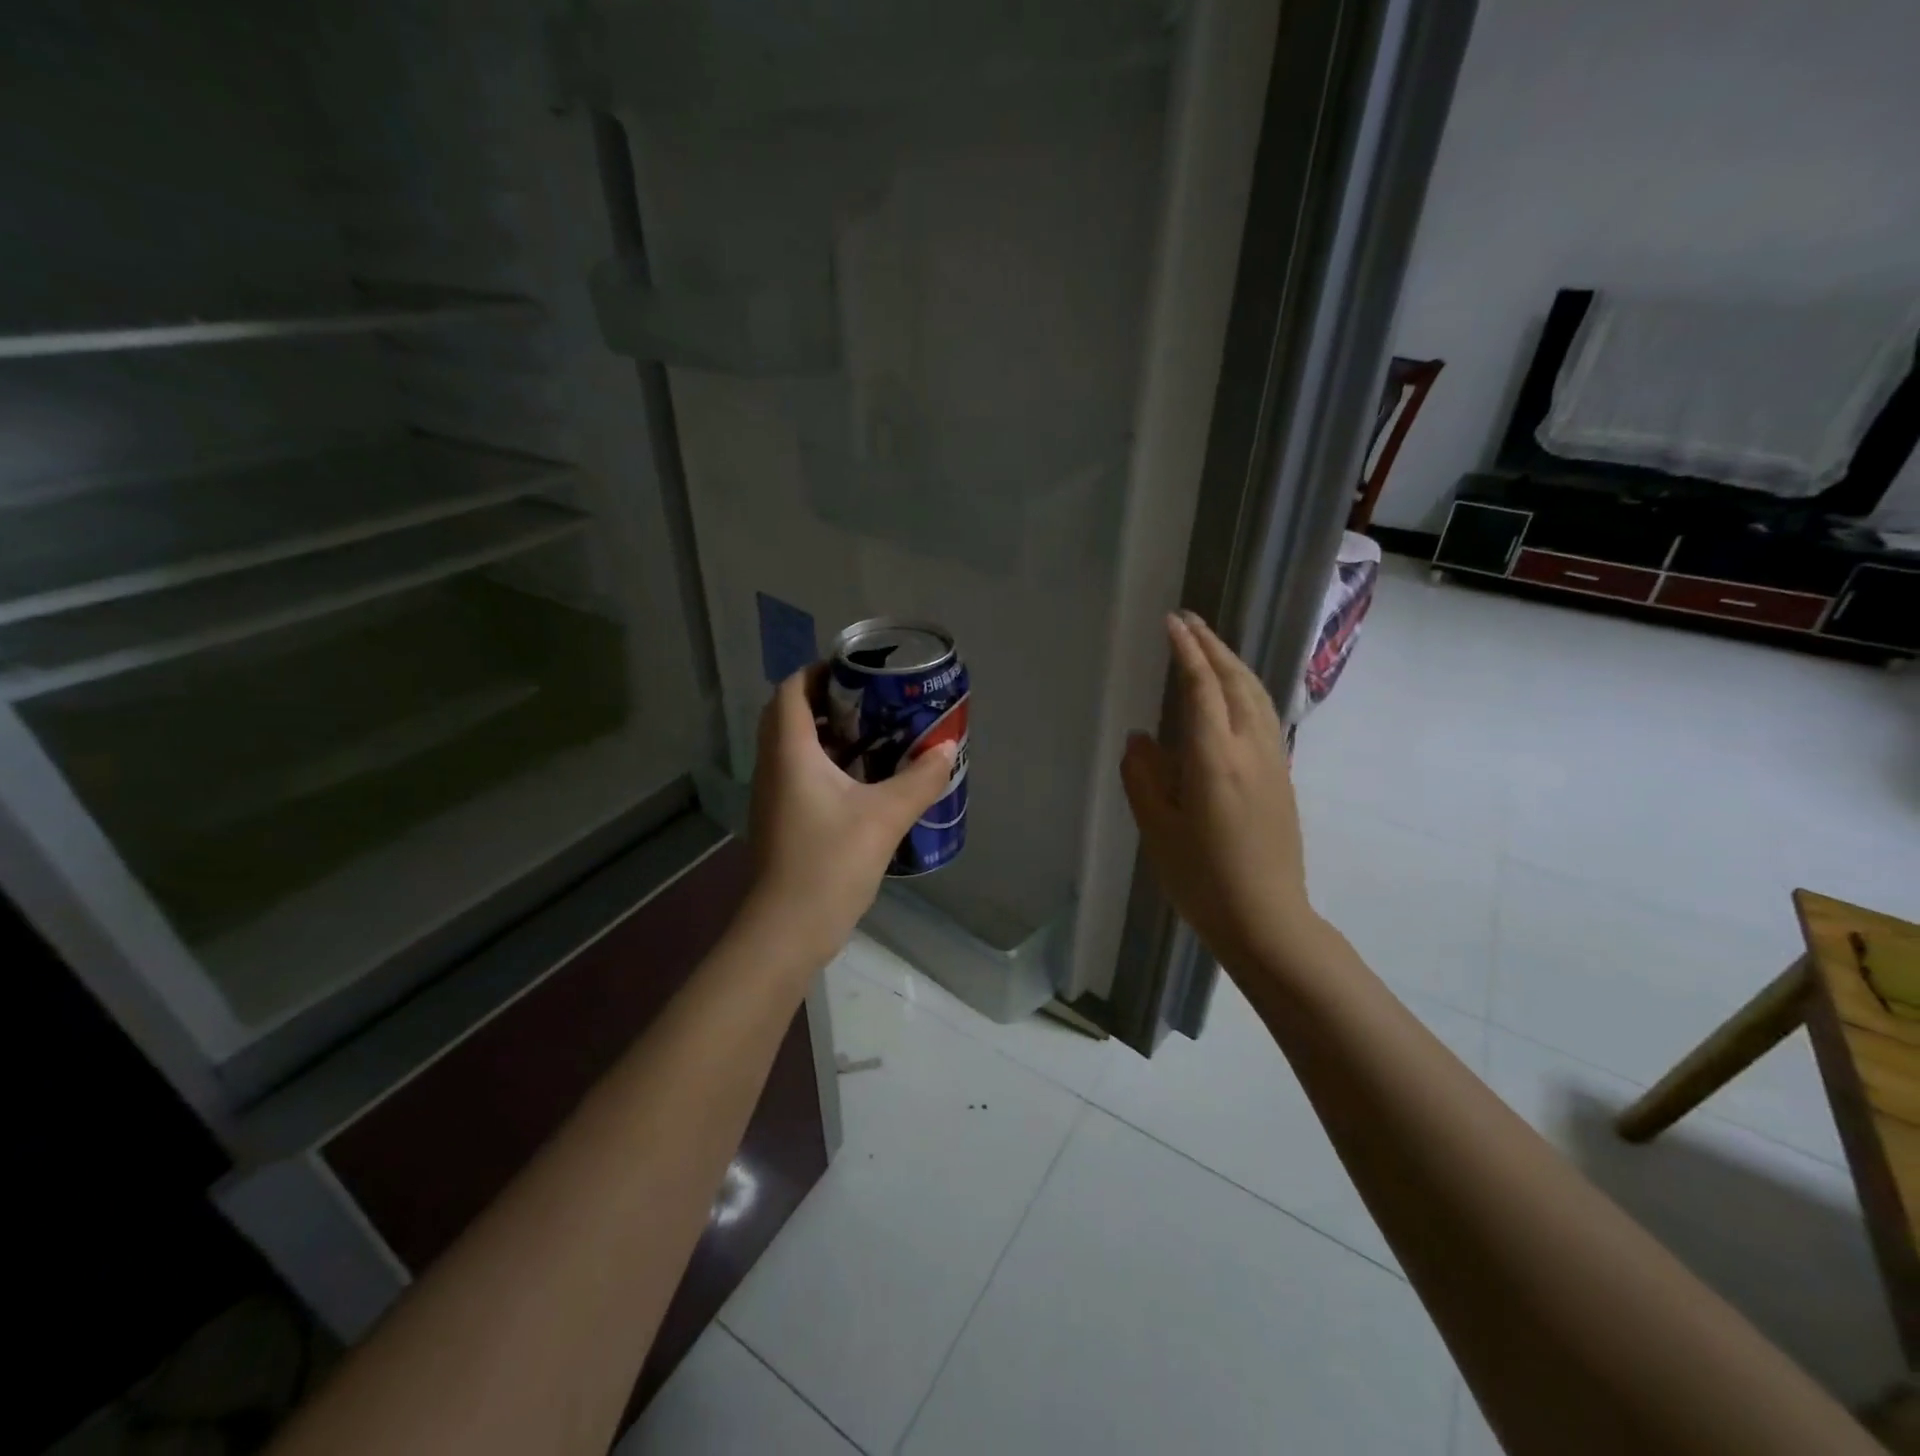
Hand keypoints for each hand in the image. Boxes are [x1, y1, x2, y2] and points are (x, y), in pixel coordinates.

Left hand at [746, 664, 958, 961]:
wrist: (788, 929)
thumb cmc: (830, 863)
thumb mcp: (885, 817)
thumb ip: (919, 780)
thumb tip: (947, 750)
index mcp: (790, 753)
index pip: (791, 691)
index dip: (817, 672)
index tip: (855, 670)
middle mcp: (773, 767)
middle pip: (790, 715)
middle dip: (827, 701)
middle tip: (871, 702)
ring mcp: (773, 796)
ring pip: (794, 747)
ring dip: (827, 734)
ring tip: (874, 736)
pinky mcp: (781, 821)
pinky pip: (799, 775)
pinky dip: (826, 764)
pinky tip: (863, 782)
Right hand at [1121, 612, 1319, 978]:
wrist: (1267, 919)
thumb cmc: (1202, 878)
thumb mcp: (1157, 829)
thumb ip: (1144, 777)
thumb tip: (1140, 738)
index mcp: (1214, 758)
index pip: (1202, 687)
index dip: (1186, 651)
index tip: (1172, 622)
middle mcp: (1250, 748)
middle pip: (1235, 681)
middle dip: (1212, 645)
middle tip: (1189, 620)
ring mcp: (1273, 760)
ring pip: (1257, 694)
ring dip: (1233, 662)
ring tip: (1210, 645)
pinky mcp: (1283, 776)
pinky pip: (1264, 714)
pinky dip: (1246, 687)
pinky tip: (1235, 692)